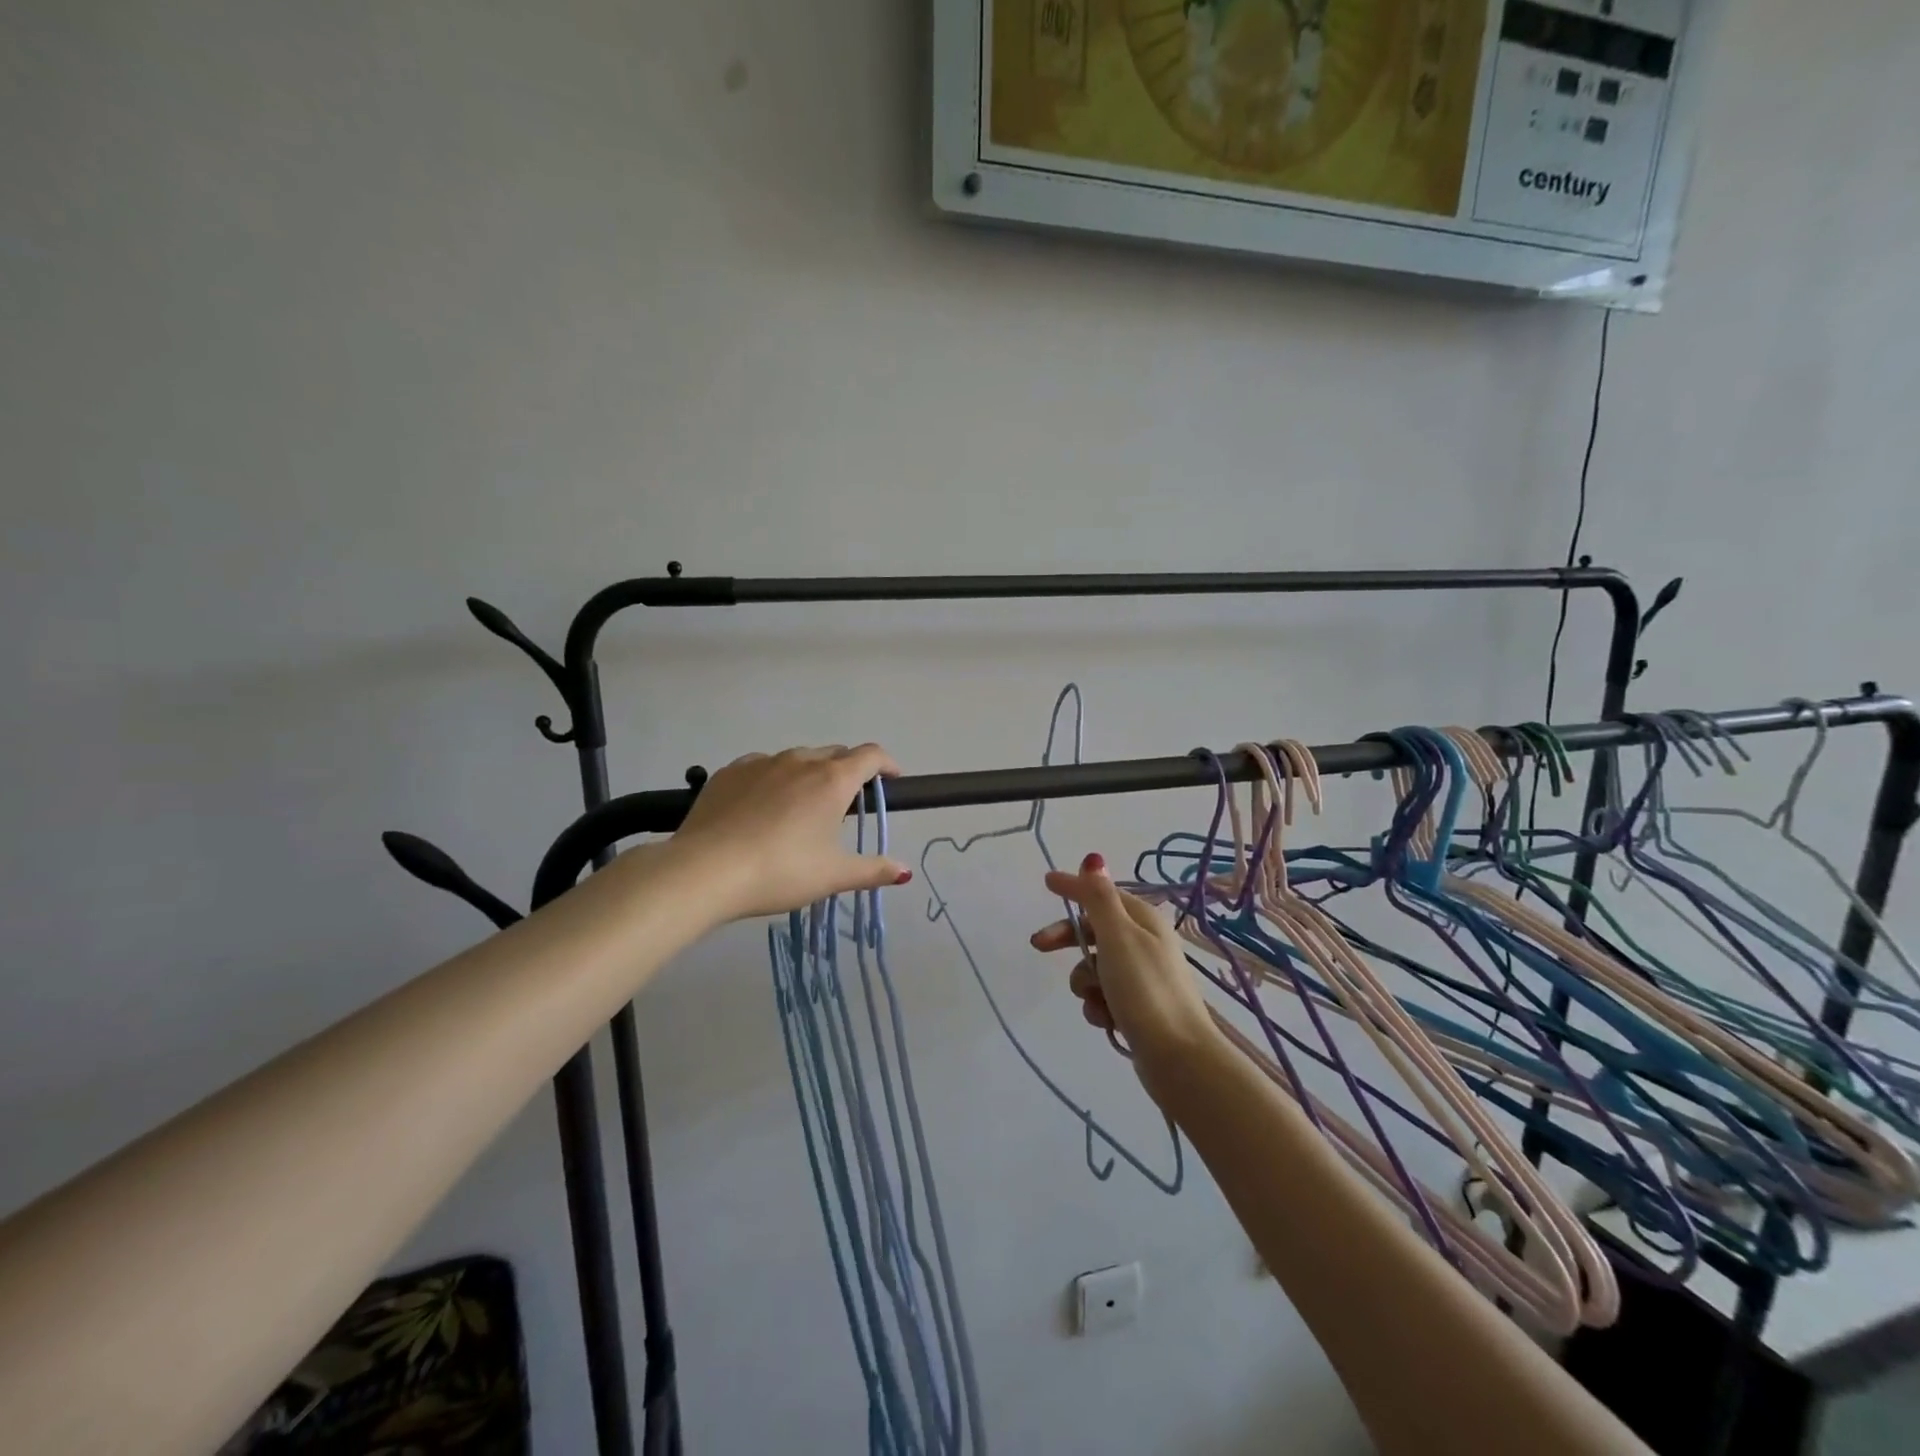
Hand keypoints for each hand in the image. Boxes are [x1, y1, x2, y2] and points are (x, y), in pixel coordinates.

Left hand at [666, 744, 911, 922]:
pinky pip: (762, 767)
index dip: (886, 764)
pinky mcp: (729, 772)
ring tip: (802, 807)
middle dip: (848, 771)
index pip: (870, 756)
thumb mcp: (833, 876)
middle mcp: (800, 761)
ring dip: (810, 775)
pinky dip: (774, 779)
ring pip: (797, 759)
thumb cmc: (781, 871)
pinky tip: (762, 807)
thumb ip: (872, 871)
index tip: (892, 779)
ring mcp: (761, 763)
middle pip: (835, 754)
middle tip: (847, 803)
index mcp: (832, 780)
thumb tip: (904, 871)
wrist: (705, 870)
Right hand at [1031, 854, 1216, 1072]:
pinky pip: (1104, 996)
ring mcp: (1142, 977)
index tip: (1046, 882)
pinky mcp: (1137, 1008)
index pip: (1101, 894)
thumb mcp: (1118, 936)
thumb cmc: (1145, 989)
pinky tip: (1106, 1020)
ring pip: (1095, 967)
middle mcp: (1144, 943)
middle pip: (1094, 930)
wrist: (1178, 1058)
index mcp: (1143, 920)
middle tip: (1040, 946)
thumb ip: (1100, 898)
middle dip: (1069, 940)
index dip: (1074, 888)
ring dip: (1086, 982)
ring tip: (1096, 1000)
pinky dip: (1098, 1006)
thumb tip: (1094, 859)